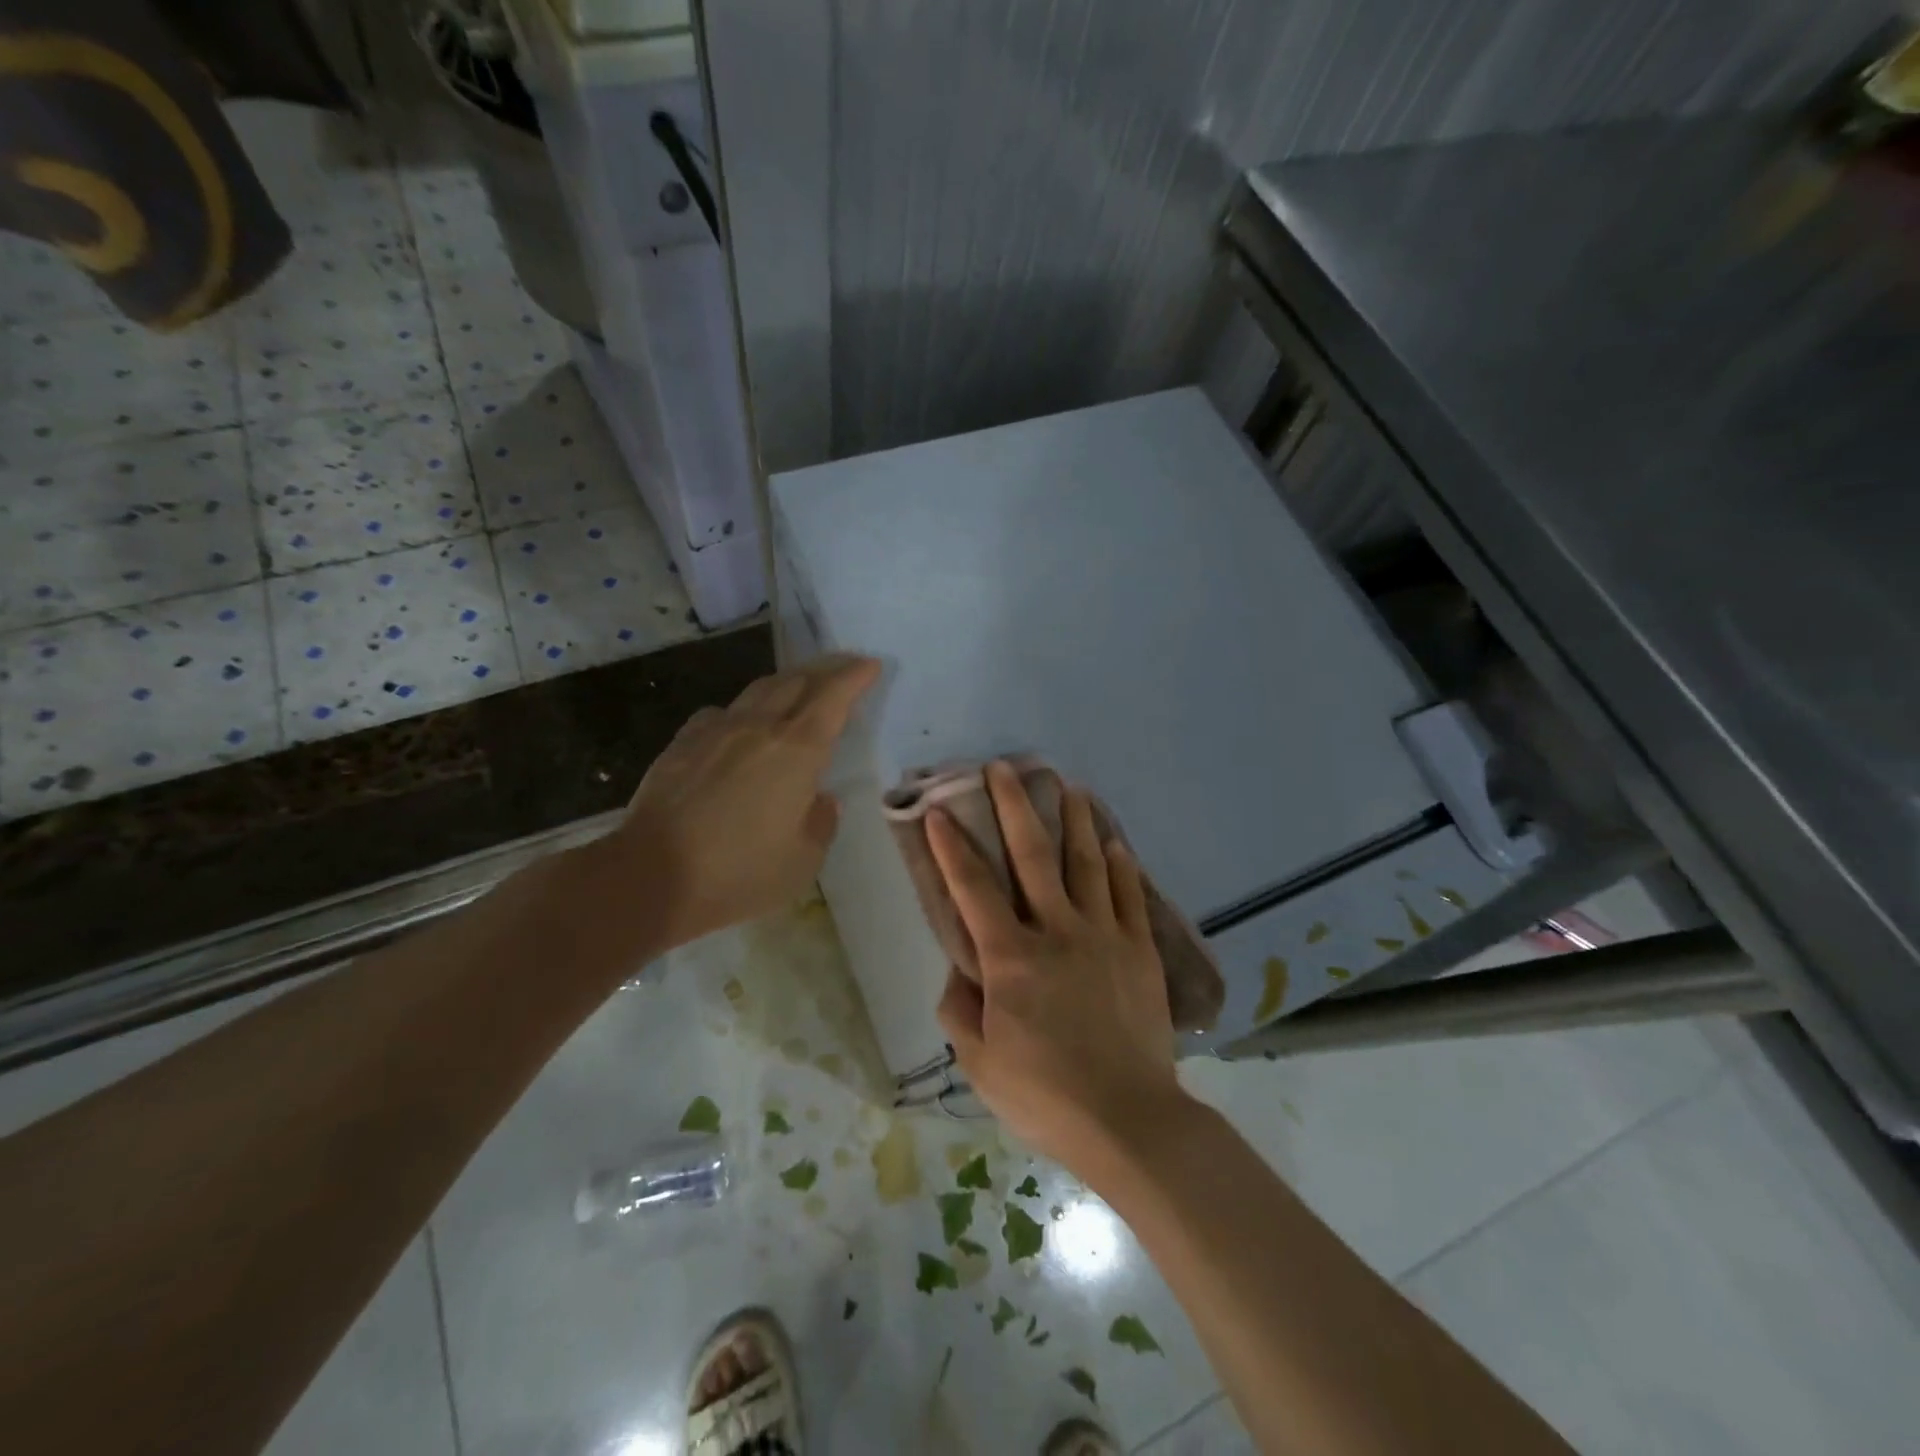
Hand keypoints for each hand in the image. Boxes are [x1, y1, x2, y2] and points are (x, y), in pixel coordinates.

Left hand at [609, 654, 879, 949]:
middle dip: (825, 670)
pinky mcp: (683, 743)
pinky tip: (739, 727)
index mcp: (797, 751)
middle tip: (843, 668)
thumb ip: (821, 823)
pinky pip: (721, 713)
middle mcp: (759, 727)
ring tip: (797, 690)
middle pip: (796, 681)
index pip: (833, 697)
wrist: (651, 875)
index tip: (871, 665)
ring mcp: (716, 731)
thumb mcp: (803, 861)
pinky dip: (742, 711)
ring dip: (786, 684)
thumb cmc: (739, 872)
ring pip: (758, 690)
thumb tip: (821, 800)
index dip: (855, 677)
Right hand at [928, 761, 1187, 1171]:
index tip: (937, 811)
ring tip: (1068, 786)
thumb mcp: (980, 1062)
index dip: (951, 847)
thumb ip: (960, 1009)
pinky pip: (1128, 896)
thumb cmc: (1045, 1095)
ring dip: (1075, 821)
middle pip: (1033, 856)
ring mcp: (1103, 936)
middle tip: (1006, 768)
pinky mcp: (1139, 950)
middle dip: (1015, 807)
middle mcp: (1057, 932)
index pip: (973, 889)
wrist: (1129, 1120)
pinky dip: (1119, 866)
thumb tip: (960, 969)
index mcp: (1011, 959)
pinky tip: (1114, 843)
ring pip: (1087, 863)